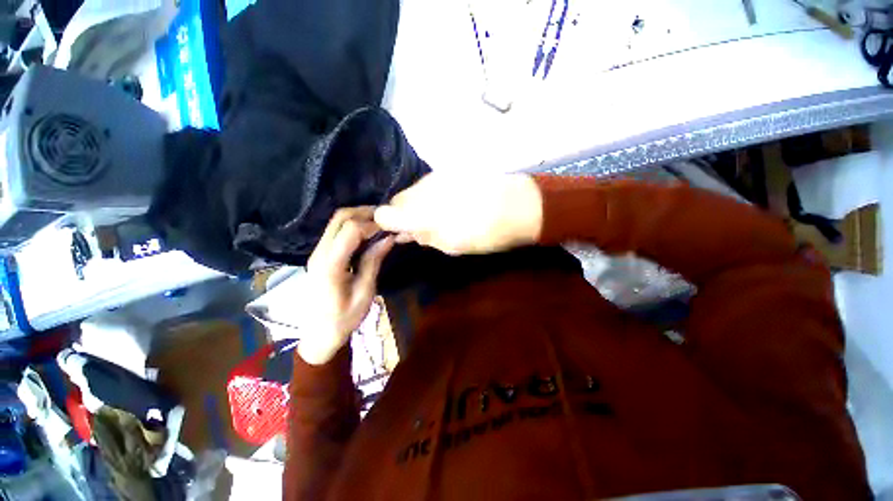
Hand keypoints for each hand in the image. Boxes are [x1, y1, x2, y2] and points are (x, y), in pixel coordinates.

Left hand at [299, 207, 394, 364]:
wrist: (318, 335)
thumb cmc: (344, 318)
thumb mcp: (365, 292)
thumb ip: (373, 261)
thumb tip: (388, 238)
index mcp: (331, 265)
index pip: (350, 230)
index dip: (372, 224)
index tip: (390, 228)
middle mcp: (320, 253)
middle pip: (339, 218)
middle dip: (364, 212)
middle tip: (386, 218)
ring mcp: (317, 252)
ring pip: (336, 222)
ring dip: (359, 217)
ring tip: (380, 223)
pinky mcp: (320, 255)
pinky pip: (336, 231)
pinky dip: (353, 226)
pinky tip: (368, 233)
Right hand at [374, 173, 542, 254]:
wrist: (519, 205)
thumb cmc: (485, 234)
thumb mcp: (451, 246)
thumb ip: (425, 238)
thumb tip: (408, 234)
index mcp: (419, 212)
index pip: (384, 214)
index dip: (387, 224)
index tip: (399, 233)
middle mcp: (421, 189)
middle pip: (398, 200)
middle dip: (403, 214)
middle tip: (421, 228)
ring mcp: (436, 176)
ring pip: (414, 190)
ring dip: (418, 204)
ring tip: (439, 215)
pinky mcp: (449, 170)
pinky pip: (429, 184)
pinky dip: (432, 195)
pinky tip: (450, 202)